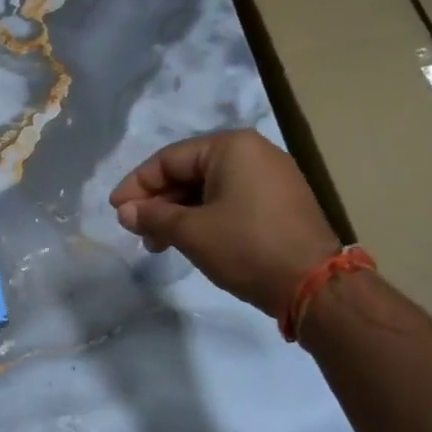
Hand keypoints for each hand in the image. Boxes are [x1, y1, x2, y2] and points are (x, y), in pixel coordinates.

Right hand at [109, 130, 340, 319]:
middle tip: (136, 231)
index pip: (168, 159)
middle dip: (158, 203)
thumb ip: (154, 216)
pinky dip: (204, 218)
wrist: (314, 285)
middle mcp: (253, 152)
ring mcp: (271, 177)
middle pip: (188, 172)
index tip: (116, 210)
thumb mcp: (191, 232)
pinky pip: (230, 200)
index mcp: (231, 147)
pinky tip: (189, 241)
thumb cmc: (246, 247)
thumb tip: (125, 212)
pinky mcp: (280, 202)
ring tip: (158, 244)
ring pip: (208, 189)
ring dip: (178, 214)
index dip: (137, 185)